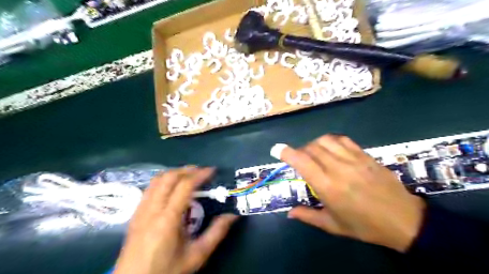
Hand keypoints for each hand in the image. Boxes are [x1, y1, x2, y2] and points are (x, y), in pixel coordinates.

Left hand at [114, 167, 236, 273]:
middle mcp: (152, 209)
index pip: (184, 186)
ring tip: (189, 176)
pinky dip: (164, 180)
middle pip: (169, 177)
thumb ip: (216, 233)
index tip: (212, 171)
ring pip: (157, 180)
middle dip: (187, 170)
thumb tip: (232, 215)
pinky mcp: (135, 213)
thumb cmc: (167, 270)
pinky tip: (172, 187)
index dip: (200, 174)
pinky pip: (150, 188)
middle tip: (202, 172)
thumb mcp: (197, 255)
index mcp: (168, 219)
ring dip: (175, 173)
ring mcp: (141, 210)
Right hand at [281, 135, 426, 252]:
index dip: (286, 153)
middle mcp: (338, 168)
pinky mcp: (365, 155)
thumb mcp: (333, 226)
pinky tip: (331, 149)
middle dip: (300, 151)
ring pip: (325, 141)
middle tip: (299, 160)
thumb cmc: (365, 226)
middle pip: (311, 148)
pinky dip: (331, 141)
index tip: (276, 149)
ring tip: (314, 154)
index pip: (302, 162)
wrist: (403, 220)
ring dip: (314, 144)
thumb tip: (289, 213)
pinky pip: (343, 140)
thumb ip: (308, 216)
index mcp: (328, 187)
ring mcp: (353, 159)